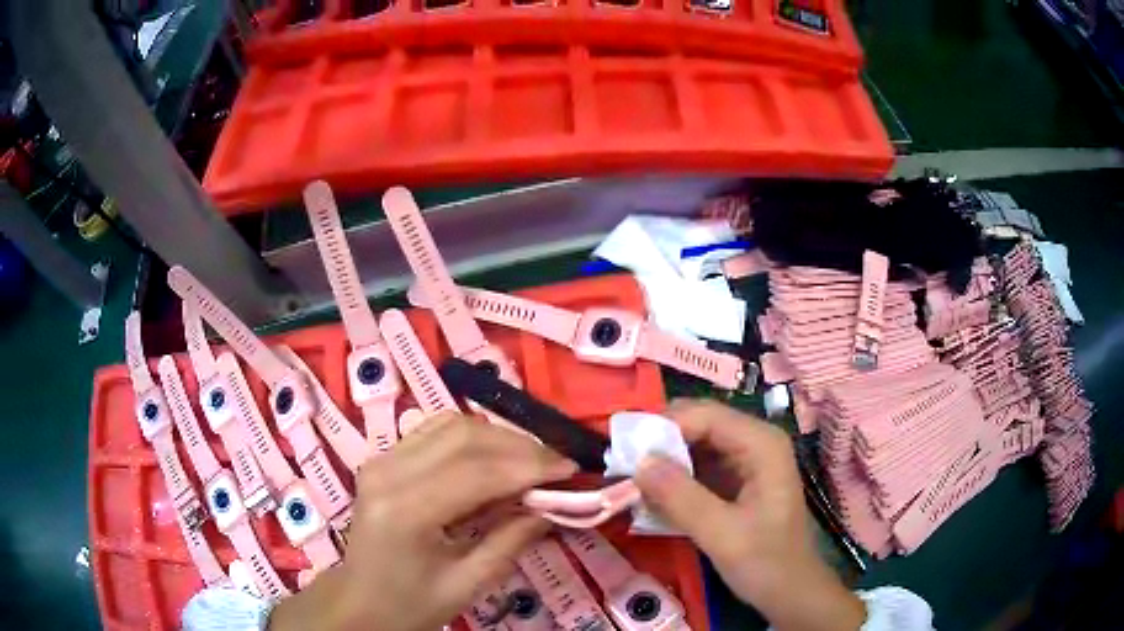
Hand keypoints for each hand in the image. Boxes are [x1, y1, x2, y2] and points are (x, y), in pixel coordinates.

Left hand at [269, 413, 577, 630]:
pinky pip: (434, 431)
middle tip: (555, 465)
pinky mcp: (382, 458)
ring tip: (530, 462)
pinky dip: (472, 437)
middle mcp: (388, 472)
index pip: (477, 472)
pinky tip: (493, 458)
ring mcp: (381, 460)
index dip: (529, 466)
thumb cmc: (411, 604)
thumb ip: (511, 541)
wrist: (359, 601)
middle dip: (518, 446)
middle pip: (464, 436)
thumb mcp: (467, 584)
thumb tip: (552, 507)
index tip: (570, 470)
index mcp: (405, 511)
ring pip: (450, 424)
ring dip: (497, 437)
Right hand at [635, 400, 865, 630]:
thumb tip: (637, 463)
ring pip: (694, 445)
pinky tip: (652, 498)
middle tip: (620, 465)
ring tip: (629, 482)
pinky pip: (698, 467)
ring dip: (663, 462)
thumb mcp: (722, 535)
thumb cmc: (767, 563)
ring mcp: (746, 461)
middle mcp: (755, 442)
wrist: (791, 592)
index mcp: (761, 444)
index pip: (704, 415)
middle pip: (698, 425)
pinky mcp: (736, 481)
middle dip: (659, 442)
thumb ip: (680, 498)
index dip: (662, 426)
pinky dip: (674, 480)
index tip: (621, 449)